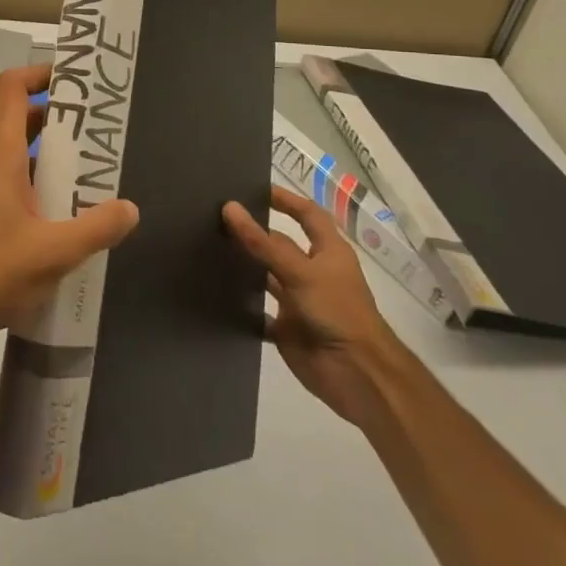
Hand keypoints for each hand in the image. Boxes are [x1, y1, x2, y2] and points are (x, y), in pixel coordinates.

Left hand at [0, 64, 138, 366]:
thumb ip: (95, 227)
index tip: (78, 79)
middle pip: (24, 121)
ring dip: (58, 160)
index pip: (11, 88)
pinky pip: (19, 187)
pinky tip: (75, 218)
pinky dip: (46, 190)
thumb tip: (129, 207)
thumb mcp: (53, 252)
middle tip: (106, 131)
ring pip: (24, 158)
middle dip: (64, 120)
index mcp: (0, 154)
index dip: (40, 73)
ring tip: (101, 173)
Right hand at [222, 186, 406, 425]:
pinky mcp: (287, 329)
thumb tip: (229, 208)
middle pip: (281, 245)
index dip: (287, 200)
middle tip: (216, 217)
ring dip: (245, 267)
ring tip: (207, 249)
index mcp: (328, 253)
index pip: (308, 215)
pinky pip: (259, 313)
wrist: (358, 376)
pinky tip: (215, 293)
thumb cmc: (337, 313)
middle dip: (255, 233)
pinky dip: (242, 305)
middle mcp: (313, 273)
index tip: (254, 189)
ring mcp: (300, 302)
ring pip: (267, 277)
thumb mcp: (300, 272)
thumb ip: (263, 243)